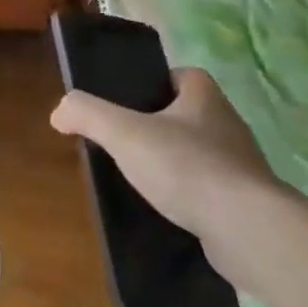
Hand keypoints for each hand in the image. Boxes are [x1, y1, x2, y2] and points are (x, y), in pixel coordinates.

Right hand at [49, 69, 277, 239]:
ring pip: (200, 155)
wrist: (248, 230)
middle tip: (125, 141)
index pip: (182, 76)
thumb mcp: (123, 132)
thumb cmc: (186, 166)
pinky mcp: (247, 204)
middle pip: (188, 115)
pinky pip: (211, 192)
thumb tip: (59, 112)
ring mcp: (242, 167)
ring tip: (141, 180)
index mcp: (205, 97)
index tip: (129, 101)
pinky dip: (189, 198)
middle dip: (160, 126)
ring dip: (175, 164)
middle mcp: (229, 125)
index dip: (156, 83)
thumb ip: (87, 113)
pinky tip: (166, 211)